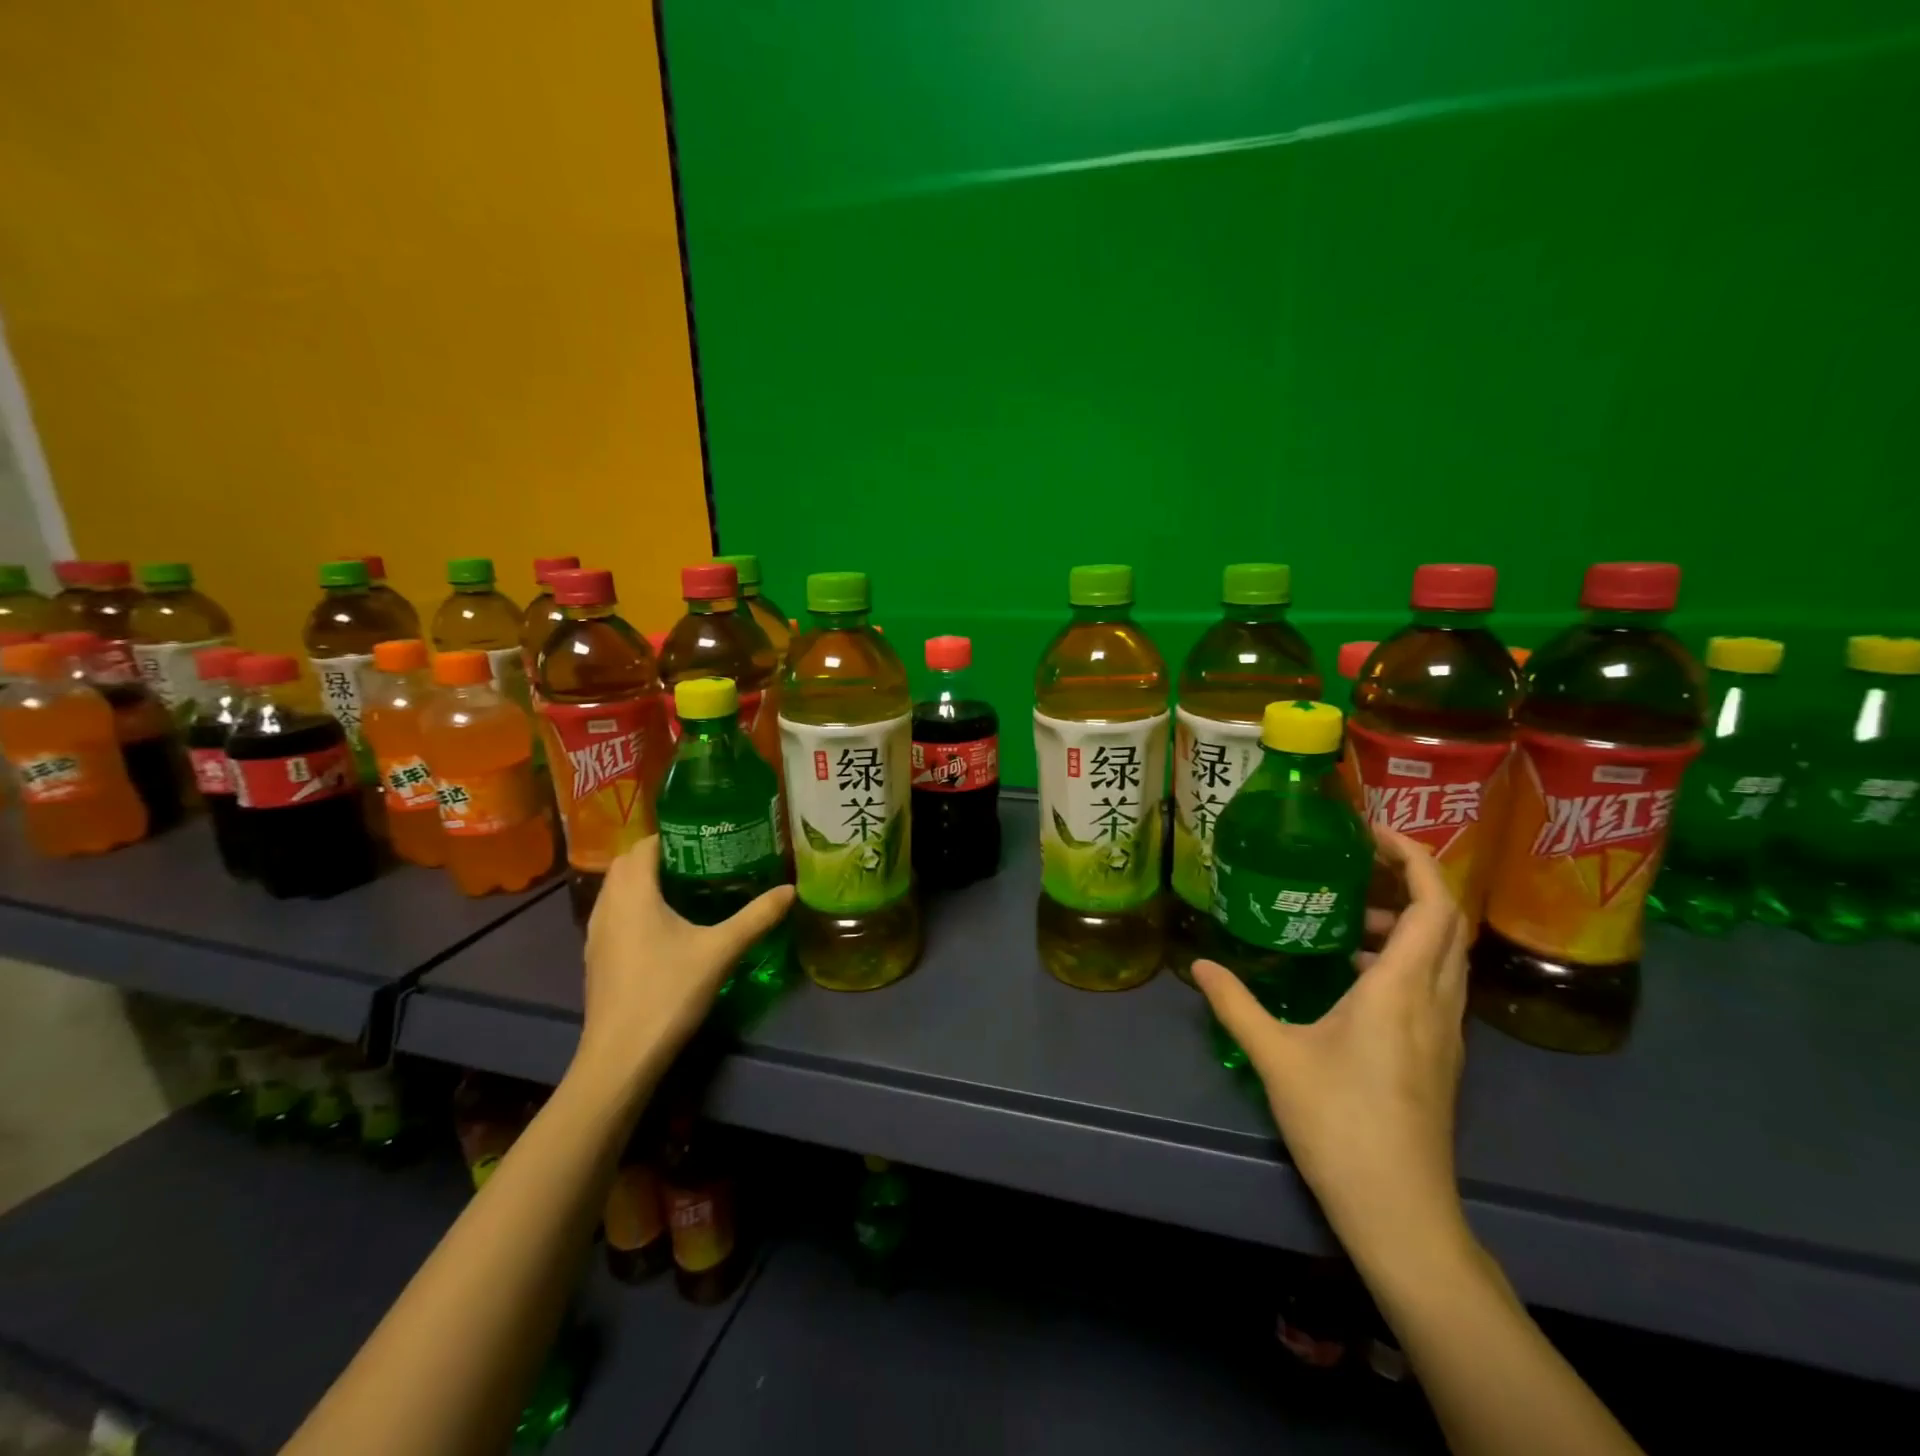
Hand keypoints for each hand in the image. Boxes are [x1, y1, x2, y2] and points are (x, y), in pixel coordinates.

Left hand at [575, 839, 793, 1092]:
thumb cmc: (668, 992)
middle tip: (701, 861)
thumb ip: (757, 917)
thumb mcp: (721, 951)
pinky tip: (663, 927)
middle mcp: (607, 906)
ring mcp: (595, 934)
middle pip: (627, 864)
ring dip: (643, 881)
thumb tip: (791, 889)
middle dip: (659, 856)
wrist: (621, 1056)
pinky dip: (634, 906)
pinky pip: (613, 914)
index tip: (706, 838)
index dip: (672, 836)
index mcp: (633, 893)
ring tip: (685, 888)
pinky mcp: (596, 958)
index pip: (644, 845)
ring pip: (616, 890)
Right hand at [1192, 827, 1470, 1271]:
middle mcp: (1435, 1001)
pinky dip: (1407, 958)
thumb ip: (1235, 1003)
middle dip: (1411, 879)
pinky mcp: (1441, 1055)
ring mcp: (1446, 1031)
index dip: (1413, 857)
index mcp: (1401, 990)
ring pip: (1445, 954)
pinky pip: (1436, 983)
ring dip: (1410, 921)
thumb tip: (1198, 964)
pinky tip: (1355, 976)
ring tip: (1350, 916)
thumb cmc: (1340, 1124)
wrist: (1401, 1212)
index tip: (1371, 833)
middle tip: (1357, 863)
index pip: (1434, 904)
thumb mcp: (1276, 1056)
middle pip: (1448, 921)